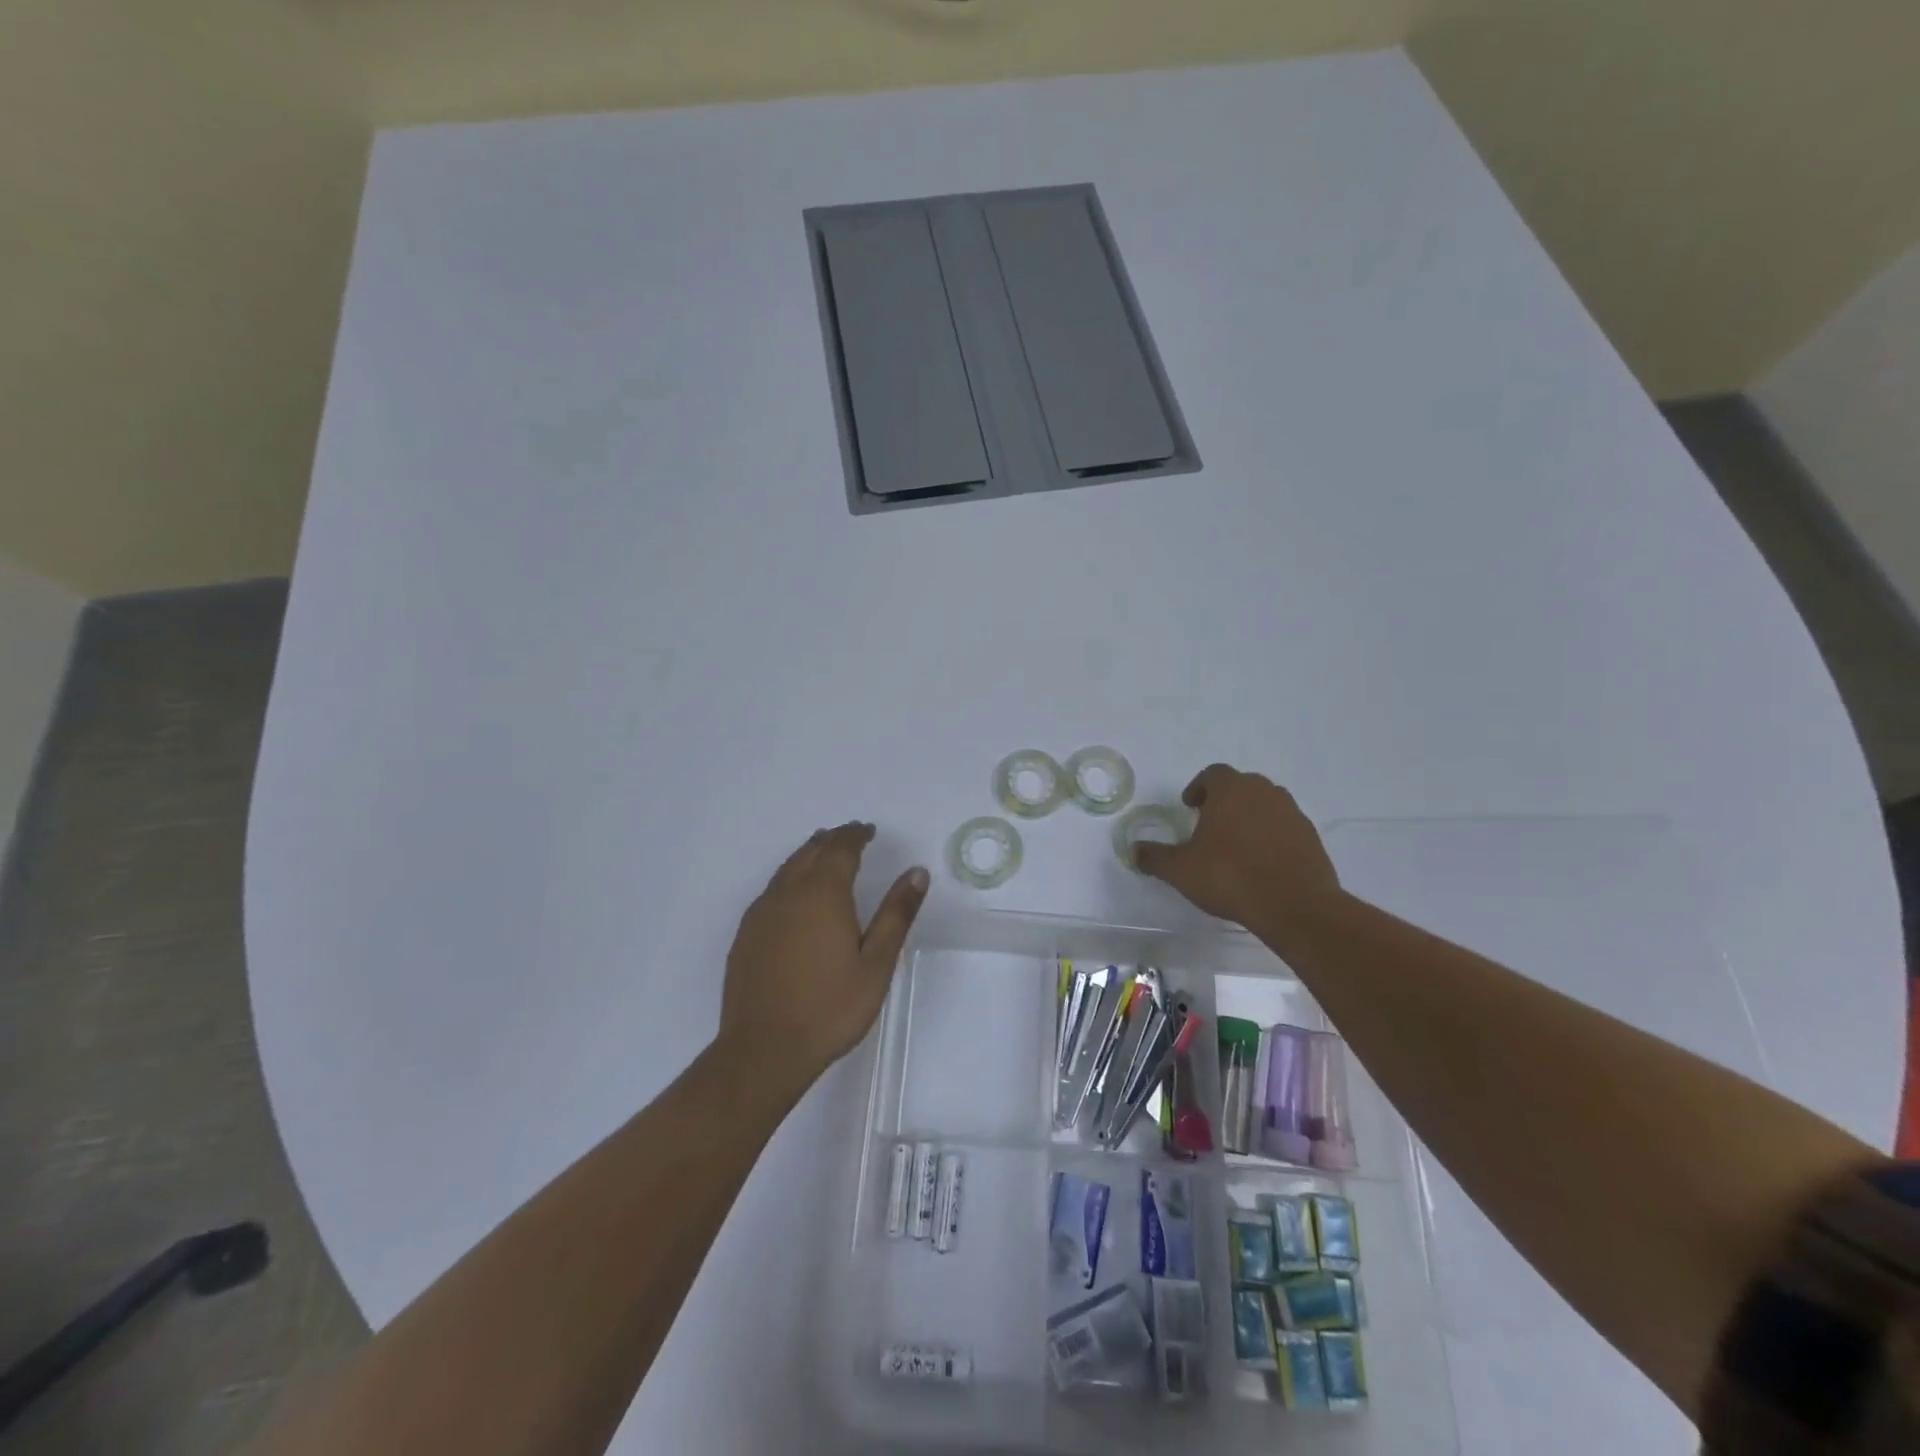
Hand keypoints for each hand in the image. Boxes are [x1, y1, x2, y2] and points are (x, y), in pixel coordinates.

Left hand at [718, 822, 928, 1094]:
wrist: (764, 1049)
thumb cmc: (830, 1008)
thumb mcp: (876, 963)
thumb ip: (896, 914)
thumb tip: (917, 872)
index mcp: (823, 894)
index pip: (840, 849)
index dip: (856, 835)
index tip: (868, 831)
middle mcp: (788, 893)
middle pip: (810, 851)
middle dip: (832, 839)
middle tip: (850, 836)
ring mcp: (762, 913)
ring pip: (787, 868)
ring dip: (808, 854)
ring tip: (823, 852)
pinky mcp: (746, 934)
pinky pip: (771, 889)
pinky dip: (789, 877)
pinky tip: (794, 895)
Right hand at [1133, 765, 1340, 943]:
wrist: (1295, 905)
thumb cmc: (1230, 876)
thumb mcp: (1180, 870)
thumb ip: (1155, 857)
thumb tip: (1134, 850)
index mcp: (1231, 790)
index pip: (1212, 774)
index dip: (1198, 788)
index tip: (1190, 807)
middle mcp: (1264, 792)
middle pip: (1241, 785)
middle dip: (1224, 801)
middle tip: (1209, 824)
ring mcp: (1292, 813)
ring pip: (1265, 804)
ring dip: (1249, 817)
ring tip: (1236, 845)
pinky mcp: (1311, 837)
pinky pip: (1284, 827)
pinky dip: (1271, 836)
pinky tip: (1261, 863)